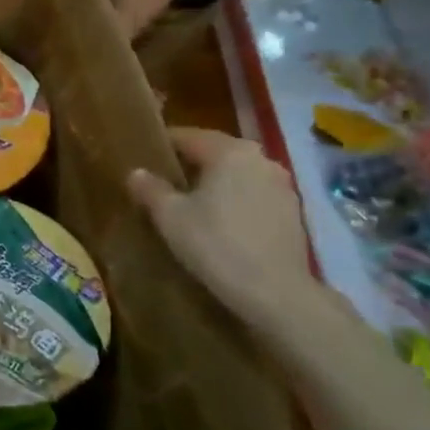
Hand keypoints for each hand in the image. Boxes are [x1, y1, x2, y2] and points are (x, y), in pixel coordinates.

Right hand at [128, 128, 317, 330]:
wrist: (276, 292)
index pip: (187, 136)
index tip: (143, 158)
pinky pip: (254, 195)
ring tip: (192, 204)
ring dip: (215, 183)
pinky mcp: (293, 212)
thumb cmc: (216, 245)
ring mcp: (281, 185)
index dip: (162, 146)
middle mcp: (260, 158)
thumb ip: (150, 189)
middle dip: (190, 164)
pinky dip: (235, 201)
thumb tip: (136, 172)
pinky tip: (221, 224)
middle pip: (215, 152)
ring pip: (237, 174)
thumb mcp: (170, 217)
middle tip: (164, 182)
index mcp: (229, 151)